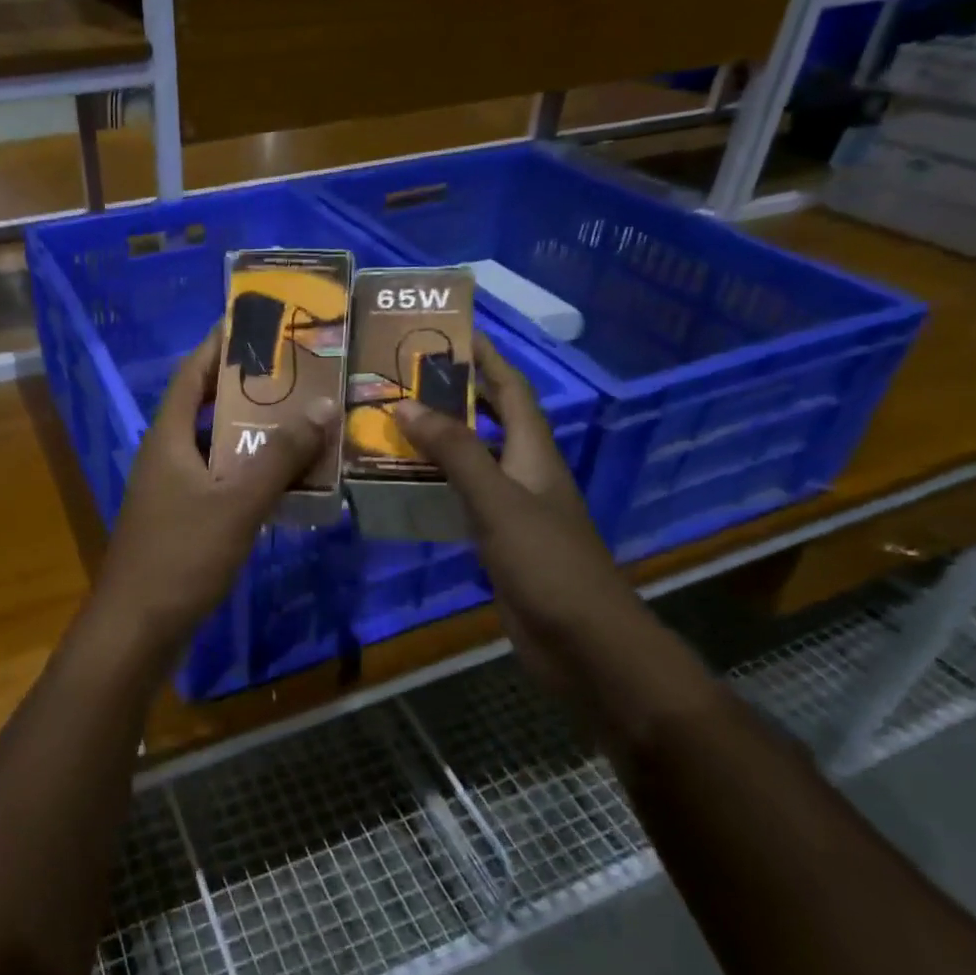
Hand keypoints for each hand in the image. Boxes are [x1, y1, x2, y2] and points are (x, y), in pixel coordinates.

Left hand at [92, 326, 337, 653]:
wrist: (138, 628)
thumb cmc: (181, 555)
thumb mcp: (237, 502)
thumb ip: (280, 455)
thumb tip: (321, 404)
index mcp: (169, 437)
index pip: (193, 374)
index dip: (220, 344)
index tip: (257, 321)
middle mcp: (168, 455)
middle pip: (209, 407)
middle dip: (250, 388)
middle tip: (299, 372)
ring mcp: (173, 490)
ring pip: (220, 448)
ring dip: (257, 434)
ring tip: (305, 418)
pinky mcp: (184, 519)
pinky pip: (223, 481)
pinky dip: (253, 474)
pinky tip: (289, 479)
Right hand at [392, 336, 634, 666]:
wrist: (582, 642)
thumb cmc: (546, 562)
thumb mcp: (496, 499)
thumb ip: (454, 452)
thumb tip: (407, 404)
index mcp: (534, 453)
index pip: (511, 390)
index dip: (487, 358)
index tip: (453, 332)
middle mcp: (526, 473)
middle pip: (491, 420)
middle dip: (457, 395)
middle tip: (406, 378)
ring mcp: (515, 510)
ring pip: (474, 460)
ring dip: (440, 441)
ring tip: (393, 423)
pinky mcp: (500, 543)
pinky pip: (464, 499)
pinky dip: (438, 484)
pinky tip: (406, 485)